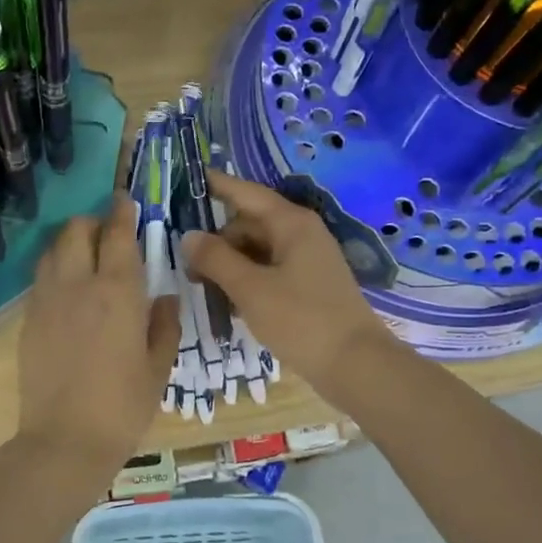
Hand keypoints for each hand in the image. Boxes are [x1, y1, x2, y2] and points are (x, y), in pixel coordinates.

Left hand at [16, 198, 177, 477]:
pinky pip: (40, 278)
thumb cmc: (123, 407)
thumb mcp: (158, 368)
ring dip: (69, 243)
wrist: (65, 440)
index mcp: (117, 292)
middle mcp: (77, 285)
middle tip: (107, 235)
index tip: (124, 200)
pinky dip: (54, 270)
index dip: (121, 212)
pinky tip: (67, 291)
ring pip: (52, 250)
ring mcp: (46, 301)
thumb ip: (164, 326)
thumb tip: (164, 299)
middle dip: (92, 223)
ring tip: (84, 258)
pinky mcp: (28, 320)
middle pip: (76, 230)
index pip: (117, 234)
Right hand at [183, 174, 400, 406]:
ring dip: (230, 265)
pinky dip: (248, 281)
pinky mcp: (309, 286)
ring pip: (258, 251)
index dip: (217, 185)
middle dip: (217, 241)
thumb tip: (189, 236)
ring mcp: (307, 261)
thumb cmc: (301, 320)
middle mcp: (301, 234)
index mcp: (291, 224)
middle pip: (249, 225)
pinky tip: (229, 304)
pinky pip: (270, 272)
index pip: (246, 193)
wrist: (355, 365)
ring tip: (203, 288)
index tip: (188, 178)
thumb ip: (216, 259)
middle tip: (186, 267)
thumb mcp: (250, 289)